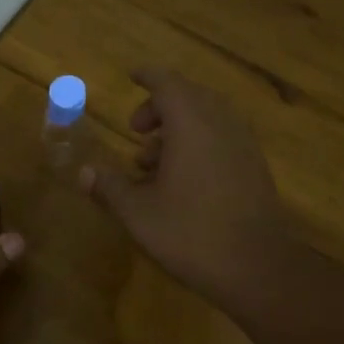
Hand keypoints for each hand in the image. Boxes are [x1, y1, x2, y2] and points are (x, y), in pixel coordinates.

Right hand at [80, 66, 293, 307]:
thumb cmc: (191, 233)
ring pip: (207, 119)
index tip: (132, 76)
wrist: (258, 267)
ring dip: (178, 129)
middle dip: (159, 107)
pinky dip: (198, 143)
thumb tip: (84, 173)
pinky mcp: (255, 167)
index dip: (148, 76)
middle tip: (136, 131)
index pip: (167, 82)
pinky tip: (180, 180)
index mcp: (192, 123)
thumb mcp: (139, 213)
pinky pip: (222, 138)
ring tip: (150, 162)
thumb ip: (110, 187)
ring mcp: (243, 145)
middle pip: (189, 97)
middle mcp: (221, 124)